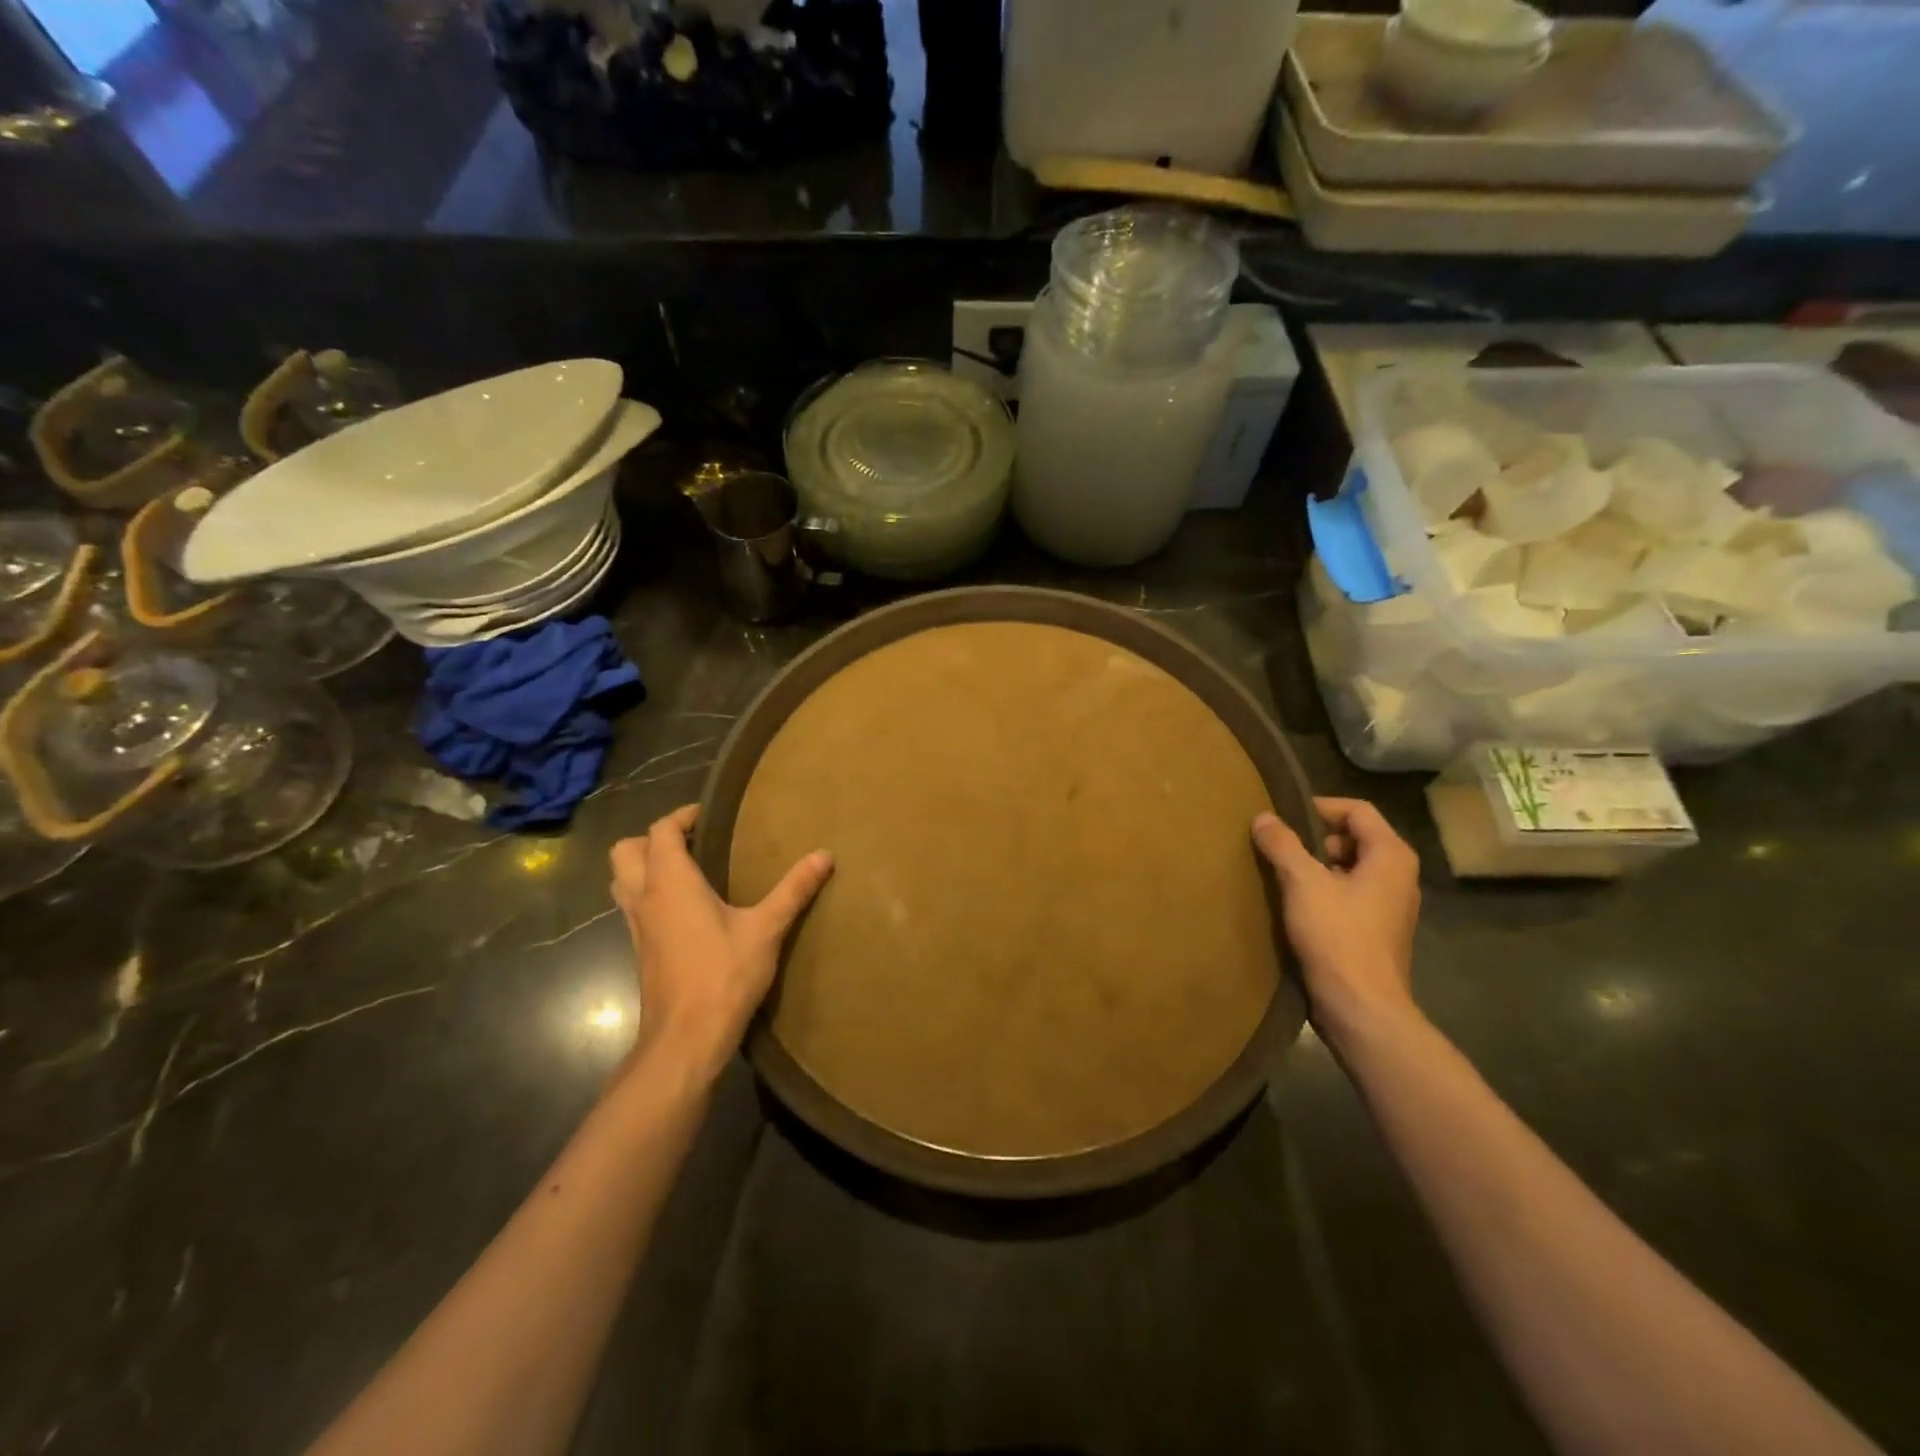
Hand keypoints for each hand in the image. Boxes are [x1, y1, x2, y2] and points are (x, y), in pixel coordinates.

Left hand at [609, 805, 831, 1083]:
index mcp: (670, 882)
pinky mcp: (640, 950)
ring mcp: (636, 926)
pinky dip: (648, 893)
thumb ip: (794, 889)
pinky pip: (632, 906)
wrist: (686, 1038)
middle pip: (625, 851)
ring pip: (622, 880)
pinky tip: (685, 909)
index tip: (709, 815)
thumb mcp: (766, 929)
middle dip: (653, 838)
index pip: (661, 831)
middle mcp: (644, 898)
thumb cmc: (723, 975)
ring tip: (686, 869)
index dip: (681, 816)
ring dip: (644, 866)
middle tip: (692, 841)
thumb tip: (824, 854)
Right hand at [1253, 796, 1420, 1049]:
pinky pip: (1348, 895)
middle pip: (1354, 838)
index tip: (1283, 817)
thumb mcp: (1302, 883)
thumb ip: (1282, 845)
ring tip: (1280, 874)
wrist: (1361, 1008)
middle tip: (1279, 846)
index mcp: (1391, 856)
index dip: (1319, 807)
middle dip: (1314, 838)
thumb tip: (1263, 817)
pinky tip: (1294, 905)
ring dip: (1315, 867)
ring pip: (1349, 868)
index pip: (1357, 810)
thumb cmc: (1337, 936)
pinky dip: (1323, 891)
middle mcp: (1398, 876)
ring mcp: (1390, 906)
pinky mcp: (1376, 931)